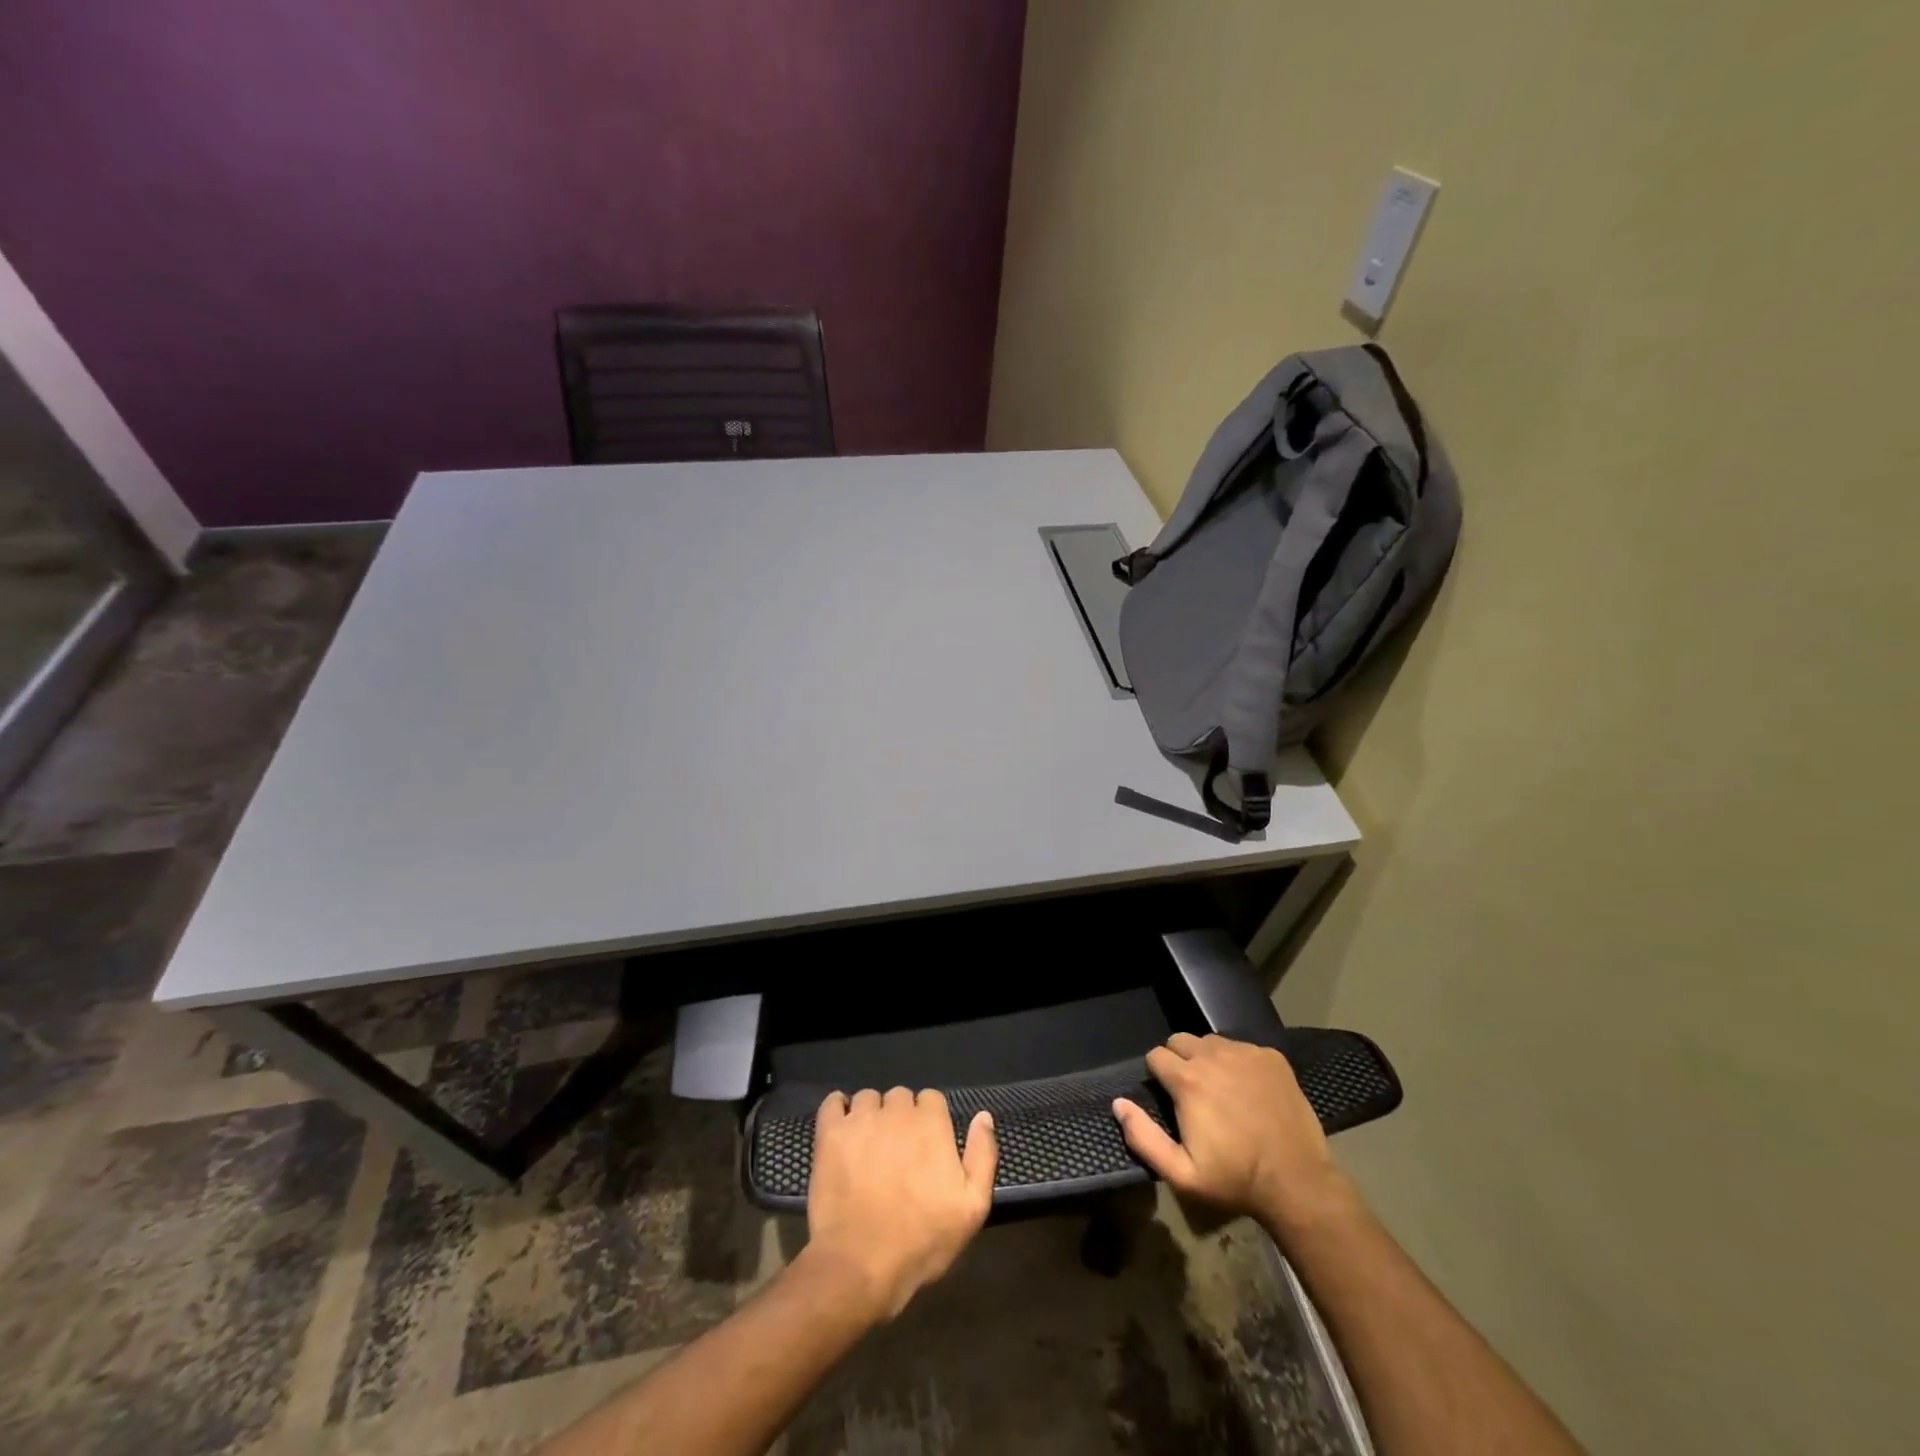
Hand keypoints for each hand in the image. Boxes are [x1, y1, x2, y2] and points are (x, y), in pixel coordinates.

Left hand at [804, 1087, 997, 1321]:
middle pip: (899, 1097)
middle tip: (897, 1152)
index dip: (929, 1121)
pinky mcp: (829, 1134)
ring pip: (868, 1099)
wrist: (861, 1265)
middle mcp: (896, 1111)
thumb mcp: (972, 1207)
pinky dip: (837, 1110)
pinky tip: (842, 1130)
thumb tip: (983, 1116)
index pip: (931, 1099)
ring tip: (868, 1147)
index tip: (925, 1148)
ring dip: (870, 1115)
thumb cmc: (922, 1239)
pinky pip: (832, 1103)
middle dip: (900, 1117)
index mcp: (931, 1123)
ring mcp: (860, 1120)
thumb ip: (983, 1155)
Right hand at [1112, 1033, 1351, 1235]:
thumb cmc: (1235, 1180)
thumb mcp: (1181, 1174)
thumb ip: (1143, 1137)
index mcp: (1188, 1080)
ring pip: (1211, 1041)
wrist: (1297, 1182)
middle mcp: (1213, 1055)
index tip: (1169, 1098)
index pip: (1155, 1056)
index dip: (1157, 1075)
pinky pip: (1242, 1047)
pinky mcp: (1271, 1057)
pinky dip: (1238, 1062)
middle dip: (1178, 1061)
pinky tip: (1249, 1089)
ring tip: (1220, 1089)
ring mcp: (1245, 1053)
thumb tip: (1118, 1103)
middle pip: (1180, 1040)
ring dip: (1207, 1058)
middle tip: (1191, 1092)